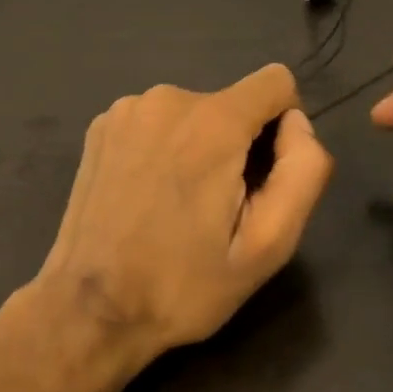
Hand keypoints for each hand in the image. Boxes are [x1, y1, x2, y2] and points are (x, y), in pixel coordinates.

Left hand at [35, 64, 332, 363]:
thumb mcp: (269, 245)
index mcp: (214, 122)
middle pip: (233, 103)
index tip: (261, 178)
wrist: (89, 310)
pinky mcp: (102, 125)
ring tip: (176, 206)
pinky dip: (163, 148)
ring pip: (194, 113)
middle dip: (237, 145)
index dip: (282, 126)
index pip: (276, 81)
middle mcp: (170, 98)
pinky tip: (145, 195)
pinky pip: (157, 121)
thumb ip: (303, 170)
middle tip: (216, 209)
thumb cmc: (184, 284)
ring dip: (199, 147)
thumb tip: (296, 123)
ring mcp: (128, 108)